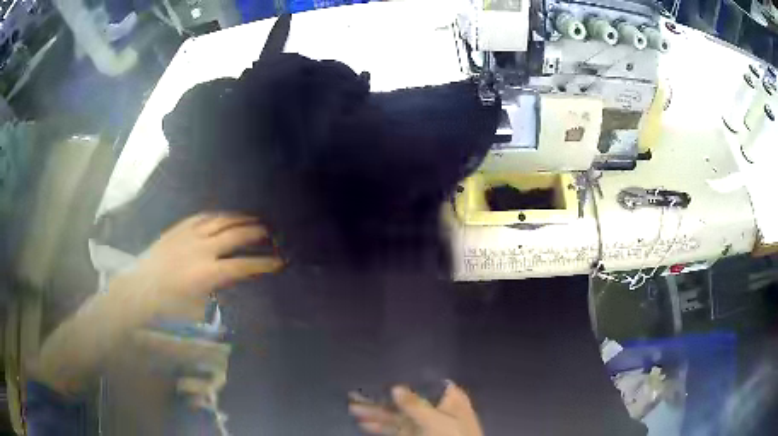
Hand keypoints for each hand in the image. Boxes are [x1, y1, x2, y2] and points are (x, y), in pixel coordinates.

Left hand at [121, 212, 283, 315]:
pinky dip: (218, 215)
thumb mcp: (199, 307)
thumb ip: (221, 292)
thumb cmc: (170, 305)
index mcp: (208, 274)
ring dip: (240, 219)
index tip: (279, 262)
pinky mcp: (180, 228)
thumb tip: (237, 281)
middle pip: (236, 236)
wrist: (141, 289)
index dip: (263, 263)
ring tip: (254, 219)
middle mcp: (202, 249)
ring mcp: (190, 235)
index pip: (243, 265)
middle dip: (256, 234)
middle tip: (270, 233)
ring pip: (221, 221)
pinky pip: (203, 216)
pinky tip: (226, 215)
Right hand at [349, 382, 482, 435]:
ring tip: (351, 408)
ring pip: (397, 416)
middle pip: (404, 400)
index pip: (423, 383)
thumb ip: (415, 405)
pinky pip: (396, 428)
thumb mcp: (436, 421)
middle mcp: (435, 409)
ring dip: (375, 413)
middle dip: (380, 399)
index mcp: (448, 399)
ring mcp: (425, 424)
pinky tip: (363, 424)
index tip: (379, 374)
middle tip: (355, 394)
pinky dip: (380, 426)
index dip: (402, 380)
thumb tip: (396, 387)